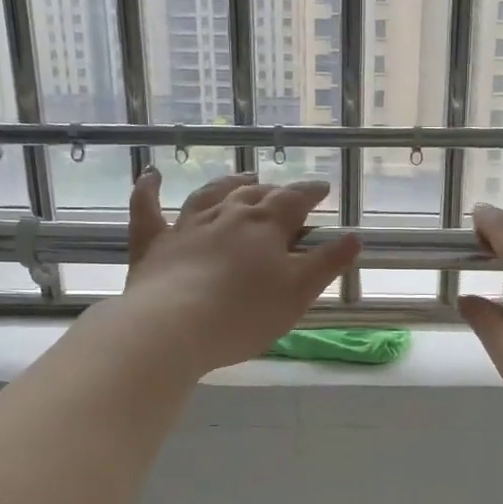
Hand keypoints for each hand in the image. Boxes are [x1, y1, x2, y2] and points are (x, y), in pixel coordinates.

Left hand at [121, 170, 360, 373]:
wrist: (174, 327)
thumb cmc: (245, 314)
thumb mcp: (299, 292)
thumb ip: (327, 263)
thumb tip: (354, 236)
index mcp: (265, 225)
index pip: (294, 199)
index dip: (310, 192)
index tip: (322, 188)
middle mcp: (227, 215)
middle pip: (254, 195)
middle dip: (274, 191)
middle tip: (284, 195)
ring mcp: (186, 226)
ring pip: (211, 195)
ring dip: (229, 185)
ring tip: (243, 179)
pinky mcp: (153, 244)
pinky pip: (148, 209)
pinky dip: (149, 191)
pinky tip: (151, 176)